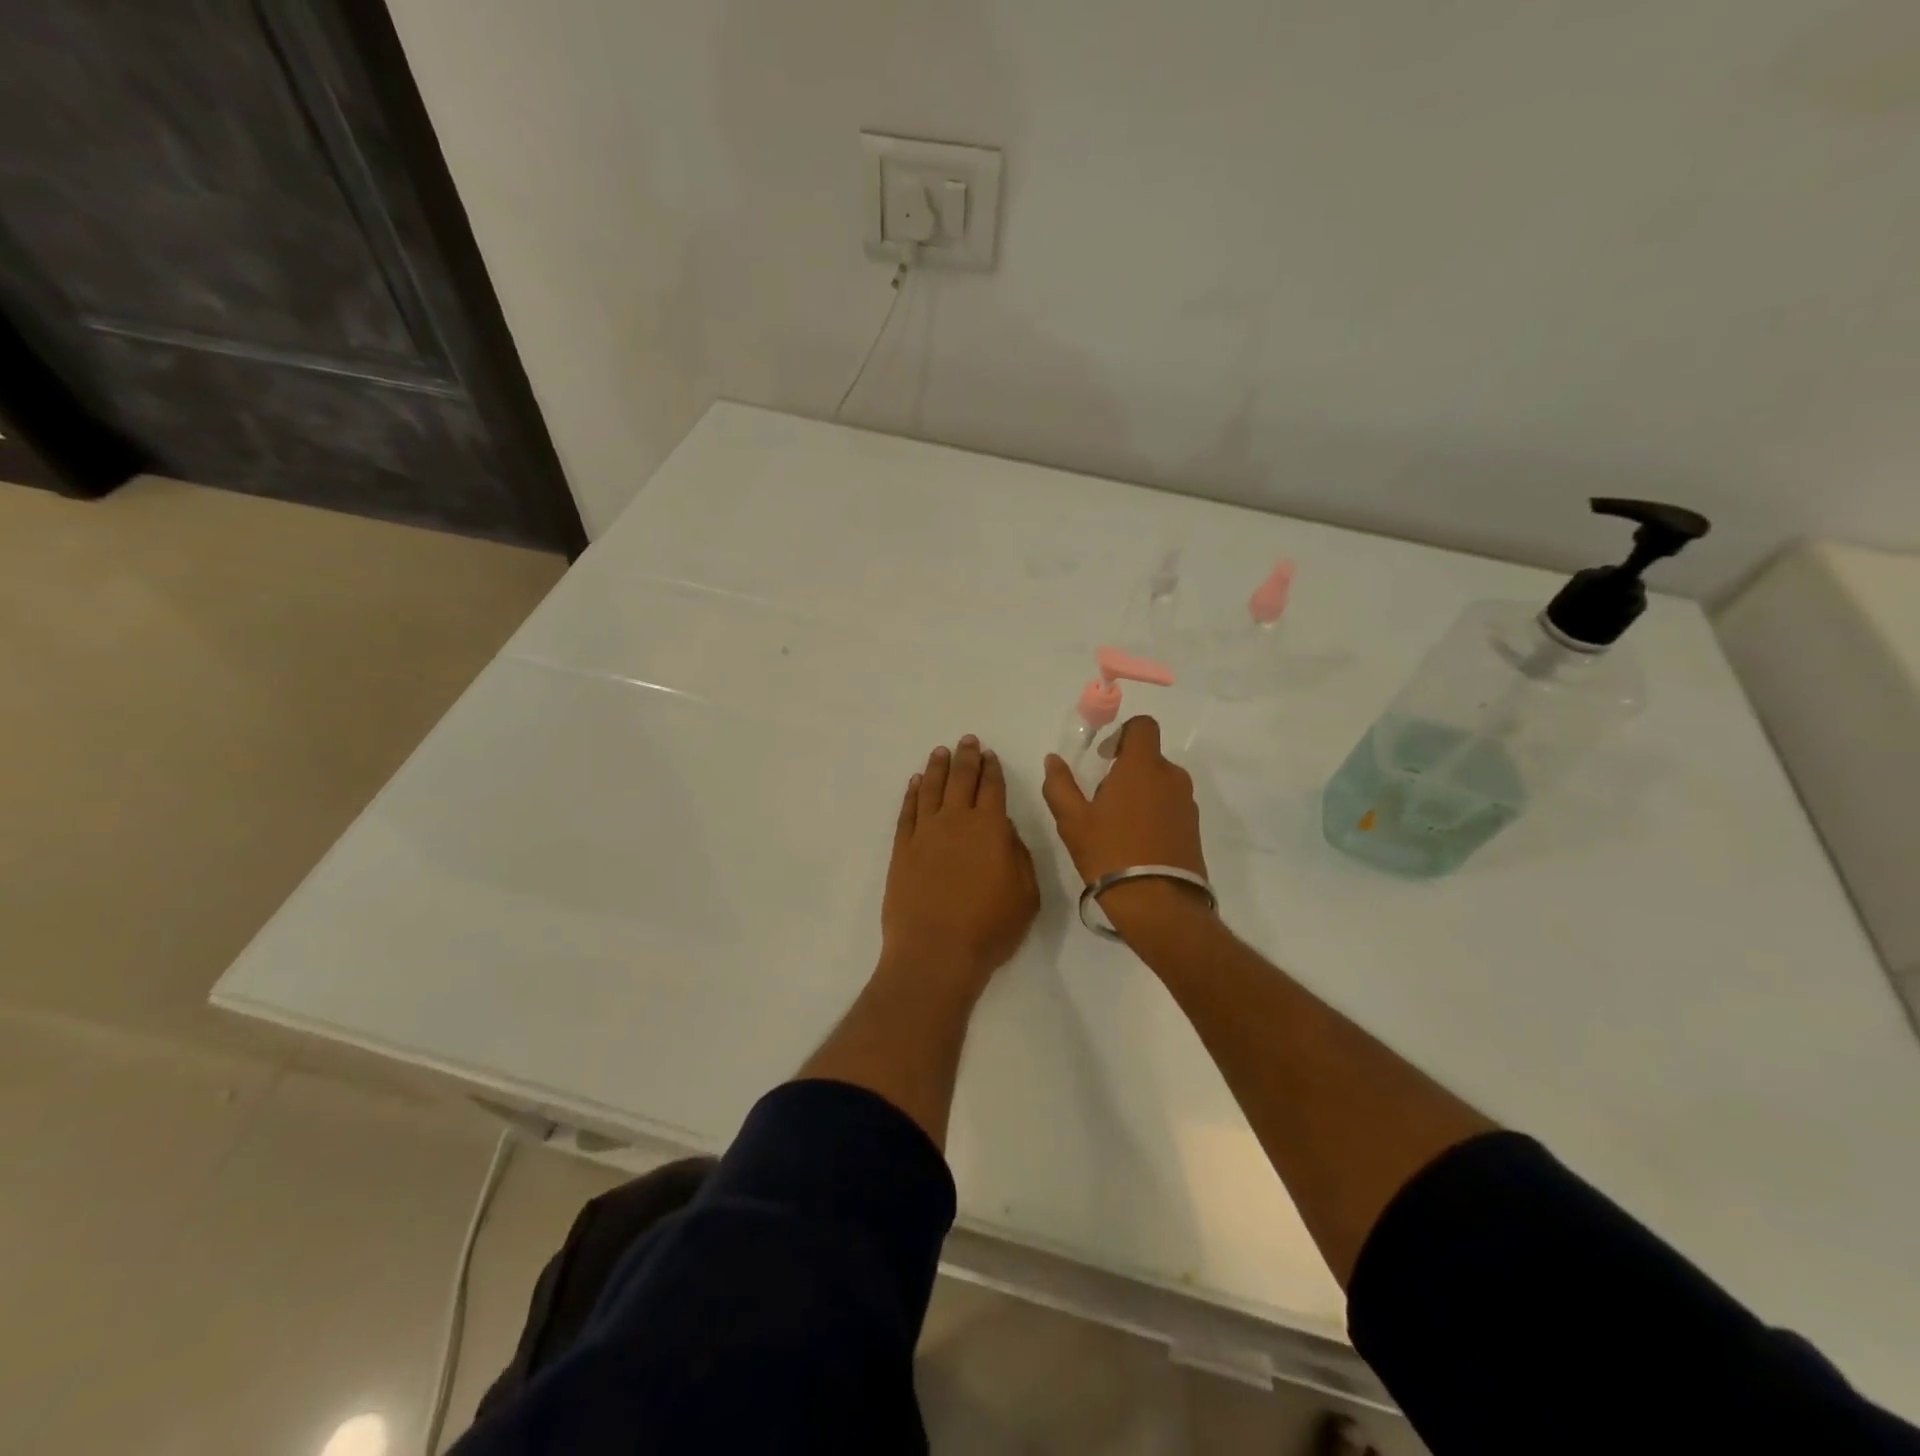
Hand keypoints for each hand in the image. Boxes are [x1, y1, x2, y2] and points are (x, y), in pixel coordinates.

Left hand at [881, 735, 1040, 1000]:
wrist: (935, 952)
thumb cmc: (989, 928)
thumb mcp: (1025, 895)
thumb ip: (1019, 855)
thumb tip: (1004, 828)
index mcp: (990, 829)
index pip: (992, 788)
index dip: (992, 769)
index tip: (989, 754)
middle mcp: (956, 821)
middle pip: (961, 780)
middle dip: (966, 758)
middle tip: (967, 741)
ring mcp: (925, 833)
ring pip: (931, 789)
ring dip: (937, 768)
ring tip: (940, 752)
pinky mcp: (902, 849)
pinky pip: (907, 812)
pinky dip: (912, 794)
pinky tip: (915, 783)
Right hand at [1042, 716, 1212, 934]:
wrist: (1158, 904)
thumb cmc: (1110, 853)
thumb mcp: (1072, 821)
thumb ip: (1060, 785)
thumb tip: (1053, 760)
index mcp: (1143, 767)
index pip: (1143, 726)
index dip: (1122, 734)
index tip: (1104, 758)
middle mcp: (1171, 777)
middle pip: (1149, 758)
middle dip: (1126, 770)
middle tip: (1102, 801)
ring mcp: (1187, 803)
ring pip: (1160, 784)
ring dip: (1141, 794)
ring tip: (1118, 827)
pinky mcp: (1194, 828)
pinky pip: (1171, 807)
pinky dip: (1154, 814)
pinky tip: (1137, 843)